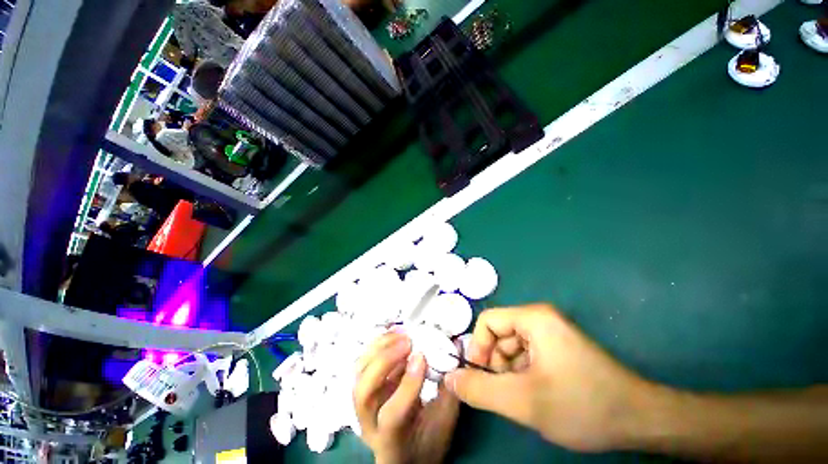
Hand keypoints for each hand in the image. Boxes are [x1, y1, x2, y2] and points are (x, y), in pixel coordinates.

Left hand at [354, 332, 458, 463]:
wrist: (403, 454)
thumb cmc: (427, 441)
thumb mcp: (444, 422)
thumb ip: (450, 389)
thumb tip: (454, 349)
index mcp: (391, 440)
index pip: (392, 414)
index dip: (408, 383)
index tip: (422, 356)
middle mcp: (368, 423)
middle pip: (364, 392)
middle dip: (385, 361)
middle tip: (408, 342)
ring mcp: (360, 404)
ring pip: (359, 374)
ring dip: (379, 348)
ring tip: (401, 334)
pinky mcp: (362, 387)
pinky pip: (362, 362)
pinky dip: (377, 345)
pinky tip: (393, 333)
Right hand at [444, 304, 657, 452]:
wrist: (640, 421)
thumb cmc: (583, 405)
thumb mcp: (524, 401)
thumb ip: (480, 390)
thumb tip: (449, 379)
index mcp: (533, 318)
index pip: (487, 321)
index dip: (478, 347)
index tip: (479, 377)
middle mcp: (541, 318)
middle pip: (499, 333)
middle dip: (495, 363)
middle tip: (506, 392)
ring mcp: (551, 333)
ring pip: (512, 346)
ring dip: (509, 371)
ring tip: (523, 396)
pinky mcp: (559, 348)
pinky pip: (527, 354)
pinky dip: (523, 373)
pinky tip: (537, 394)